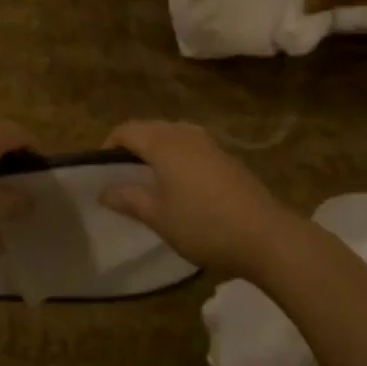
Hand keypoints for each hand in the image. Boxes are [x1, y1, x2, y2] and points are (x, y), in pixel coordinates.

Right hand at [100, 120, 302, 277]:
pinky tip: (180, 186)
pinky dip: (177, 157)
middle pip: (149, 128)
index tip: (100, 171)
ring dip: (156, 151)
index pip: (126, 130)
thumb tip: (103, 191)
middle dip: (132, 147)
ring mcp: (209, 143)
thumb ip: (128, 199)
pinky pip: (190, 146)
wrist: (266, 236)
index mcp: (163, 142)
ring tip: (149, 181)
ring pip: (172, 136)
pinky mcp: (226, 157)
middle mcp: (185, 133)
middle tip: (121, 177)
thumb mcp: (157, 216)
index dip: (109, 146)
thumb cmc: (203, 224)